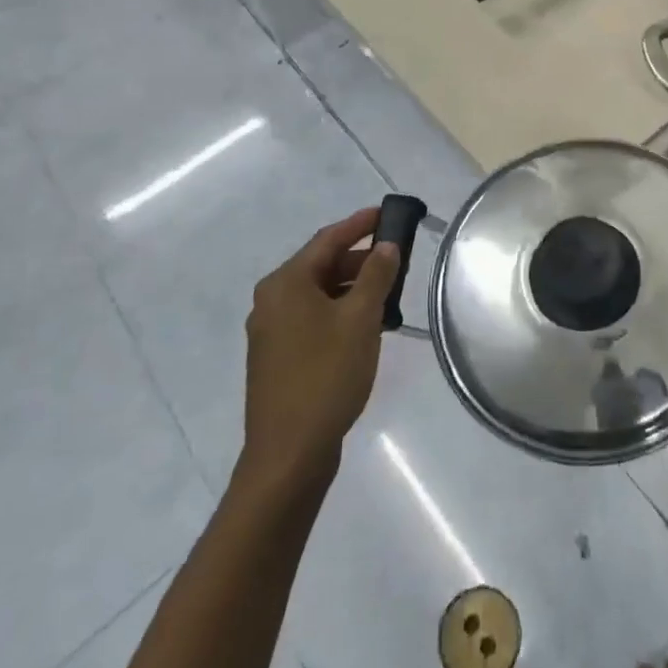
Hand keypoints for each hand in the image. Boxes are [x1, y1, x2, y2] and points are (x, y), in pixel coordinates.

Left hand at [239, 207, 397, 492]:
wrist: (289, 454)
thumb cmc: (326, 375)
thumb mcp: (360, 319)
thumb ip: (375, 275)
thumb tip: (387, 245)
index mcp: (286, 284)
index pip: (328, 239)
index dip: (360, 223)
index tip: (387, 213)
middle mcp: (271, 300)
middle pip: (321, 265)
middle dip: (359, 259)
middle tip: (396, 259)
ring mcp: (270, 331)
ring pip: (318, 294)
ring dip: (352, 288)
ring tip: (389, 294)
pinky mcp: (277, 357)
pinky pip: (312, 319)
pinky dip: (339, 312)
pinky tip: (366, 326)